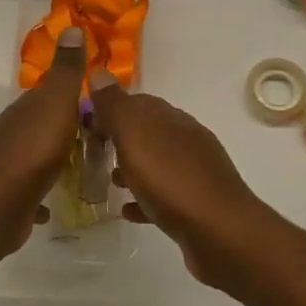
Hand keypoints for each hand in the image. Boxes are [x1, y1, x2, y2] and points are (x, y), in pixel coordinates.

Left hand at [0, 26, 86, 256]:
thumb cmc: (32, 150)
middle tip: (99, 140)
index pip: (49, 94)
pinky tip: (53, 201)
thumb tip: (71, 26)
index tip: (99, 106)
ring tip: (83, 169)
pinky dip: (42, 192)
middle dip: (66, 129)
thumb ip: (66, 71)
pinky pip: (30, 190)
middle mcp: (12, 132)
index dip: (73, 96)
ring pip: (36, 156)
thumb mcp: (56, 103)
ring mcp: (7, 165)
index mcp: (25, 109)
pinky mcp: (7, 196)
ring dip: (55, 159)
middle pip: (42, 124)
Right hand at [86, 73, 276, 289]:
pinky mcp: (197, 206)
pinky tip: (129, 210)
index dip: (110, 109)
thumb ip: (115, 106)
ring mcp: (194, 173)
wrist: (220, 233)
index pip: (137, 102)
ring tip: (108, 180)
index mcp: (172, 119)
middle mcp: (186, 140)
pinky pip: (164, 197)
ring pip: (156, 163)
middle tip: (92, 152)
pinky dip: (145, 199)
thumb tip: (98, 72)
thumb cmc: (172, 180)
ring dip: (132, 168)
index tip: (84, 123)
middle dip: (120, 139)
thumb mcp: (135, 136)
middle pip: (147, 132)